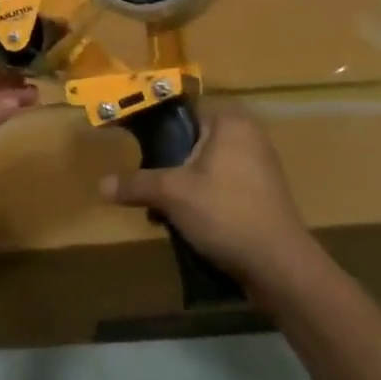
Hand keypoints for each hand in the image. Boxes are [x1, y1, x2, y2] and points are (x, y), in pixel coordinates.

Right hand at [100, 106, 312, 287]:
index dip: (156, 131)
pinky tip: (189, 226)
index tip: (136, 151)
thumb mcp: (172, 195)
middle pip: (192, 143)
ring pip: (206, 168)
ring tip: (164, 214)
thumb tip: (100, 185)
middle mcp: (248, 135)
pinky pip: (223, 187)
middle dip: (169, 168)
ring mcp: (259, 166)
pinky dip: (205, 201)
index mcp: (230, 121)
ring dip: (184, 189)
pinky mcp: (264, 194)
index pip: (183, 113)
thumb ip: (136, 184)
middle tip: (150, 190)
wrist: (280, 266)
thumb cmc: (225, 212)